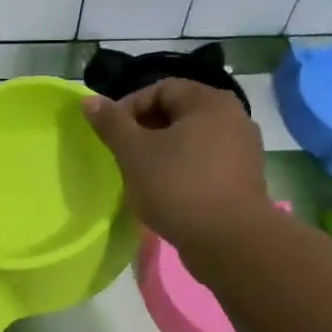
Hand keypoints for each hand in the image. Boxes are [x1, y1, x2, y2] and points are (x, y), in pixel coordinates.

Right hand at [83, 79, 270, 252]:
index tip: (111, 136)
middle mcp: (233, 117)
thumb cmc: (178, 187)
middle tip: (122, 157)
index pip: (160, 89)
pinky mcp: (243, 179)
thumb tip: (88, 100)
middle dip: (144, 132)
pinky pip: (204, 164)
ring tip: (140, 177)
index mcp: (209, 102)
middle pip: (177, 114)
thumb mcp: (135, 153)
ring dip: (161, 154)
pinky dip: (181, 171)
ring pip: (190, 141)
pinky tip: (165, 193)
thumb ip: (111, 123)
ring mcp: (242, 150)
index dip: (129, 108)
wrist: (230, 242)